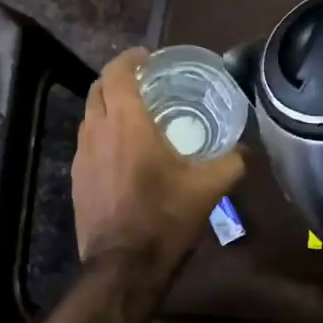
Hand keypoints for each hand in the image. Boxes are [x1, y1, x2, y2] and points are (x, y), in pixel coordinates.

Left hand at [73, 48, 244, 265]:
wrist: (124, 266)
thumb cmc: (166, 217)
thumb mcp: (209, 188)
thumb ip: (231, 162)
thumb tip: (245, 149)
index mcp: (127, 124)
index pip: (117, 73)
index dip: (130, 59)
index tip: (148, 57)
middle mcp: (97, 132)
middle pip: (98, 89)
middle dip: (117, 78)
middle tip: (144, 82)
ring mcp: (81, 157)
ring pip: (89, 116)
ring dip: (108, 106)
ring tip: (135, 114)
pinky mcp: (76, 179)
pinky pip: (87, 142)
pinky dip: (102, 133)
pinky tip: (123, 151)